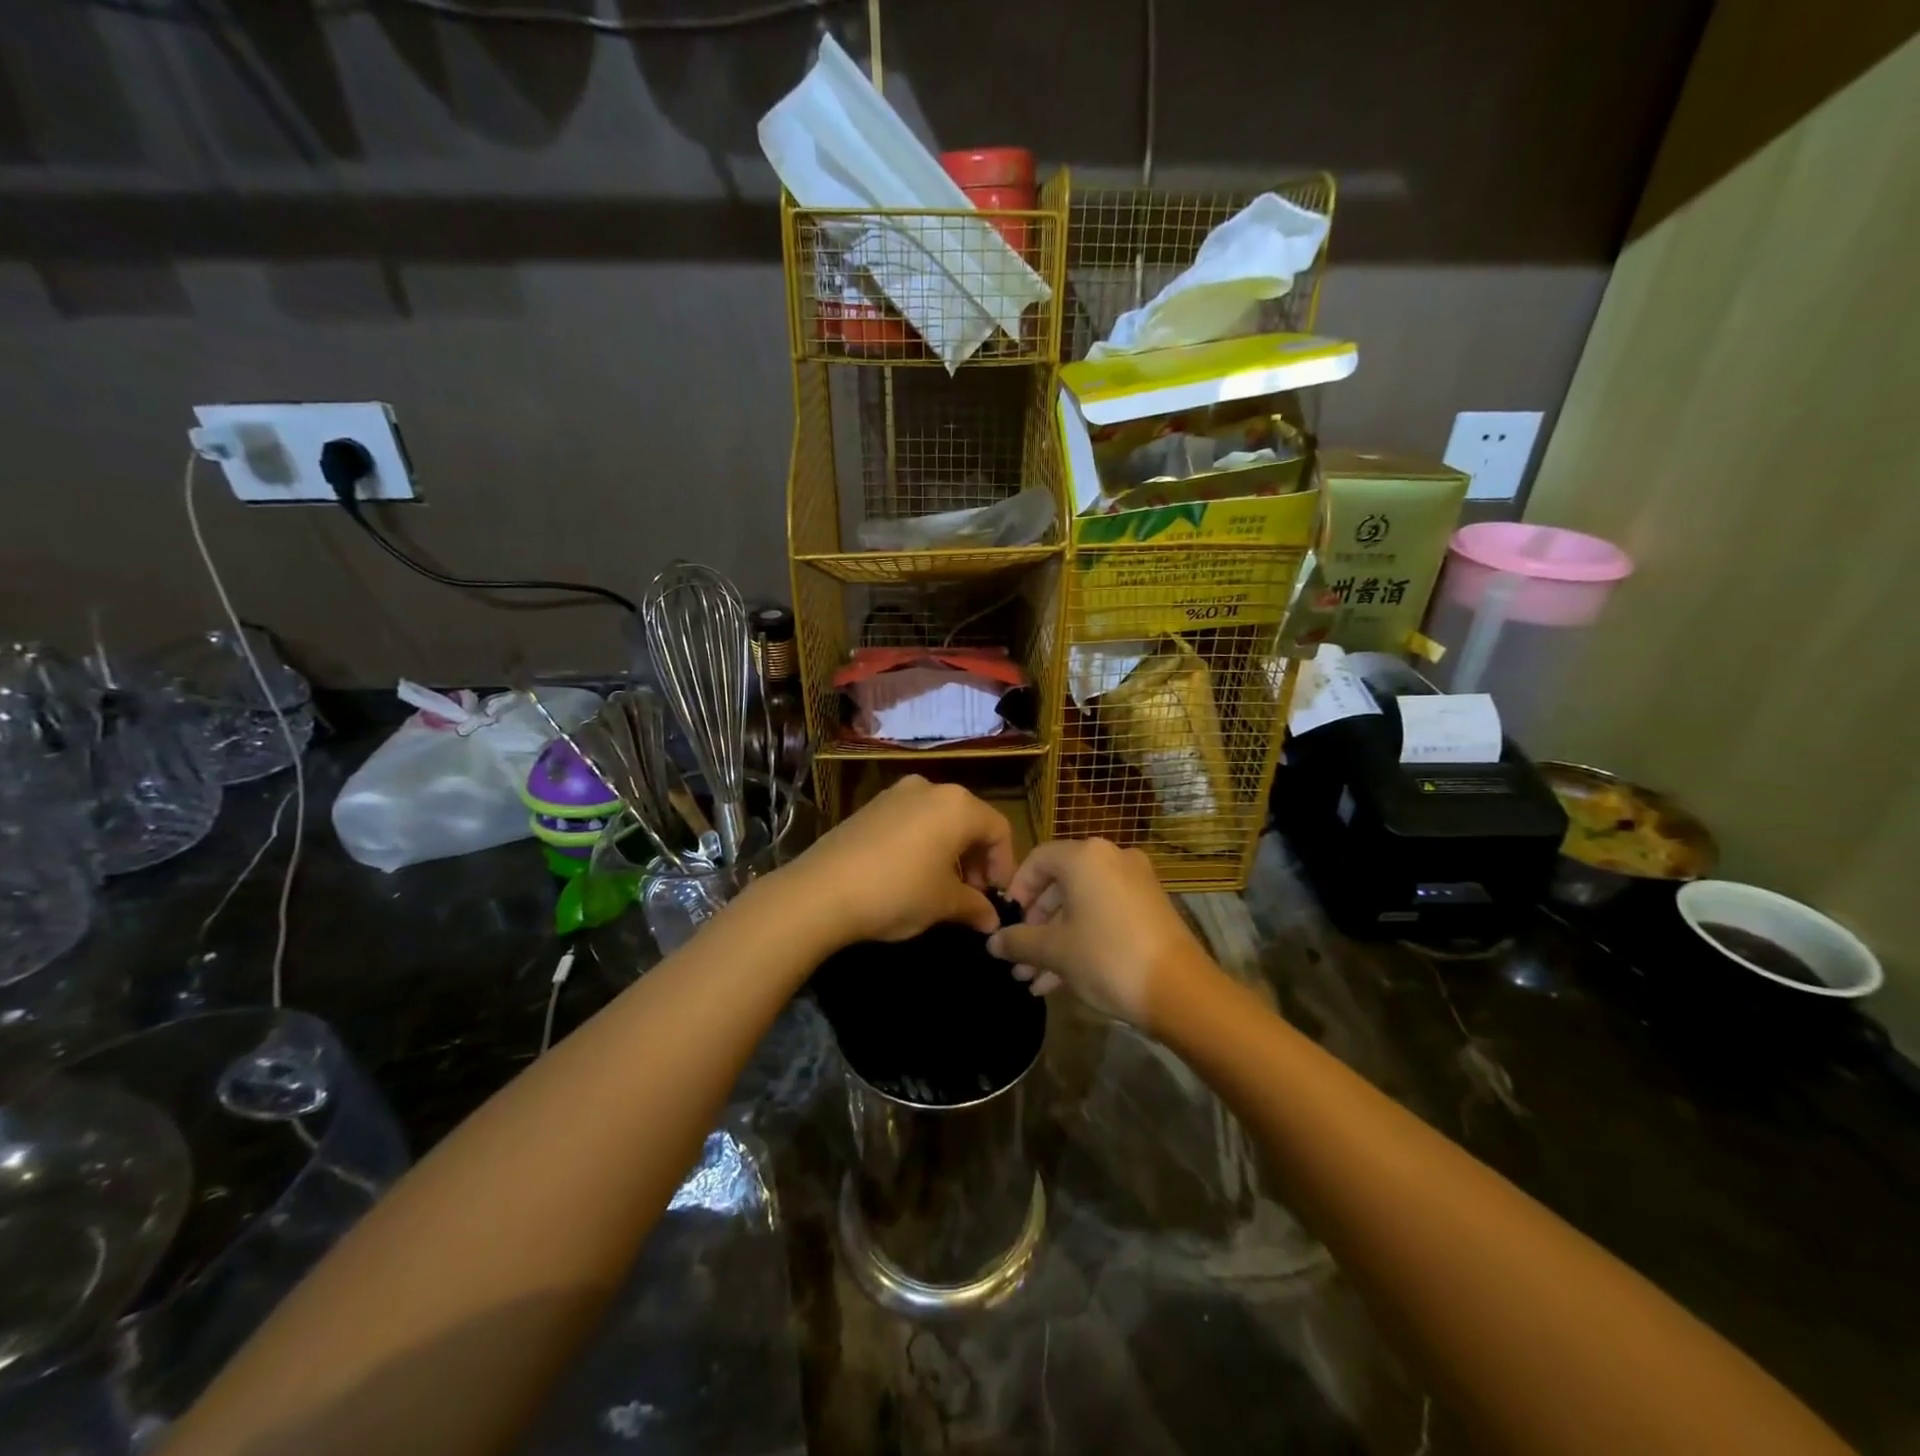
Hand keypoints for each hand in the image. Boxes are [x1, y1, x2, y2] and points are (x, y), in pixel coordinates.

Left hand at [778, 777, 1015, 946]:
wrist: (820, 891)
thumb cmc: (897, 892)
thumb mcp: (943, 904)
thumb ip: (975, 907)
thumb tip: (991, 919)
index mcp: (958, 805)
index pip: (999, 830)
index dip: (1004, 867)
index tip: (996, 899)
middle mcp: (930, 788)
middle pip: (969, 821)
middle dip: (976, 860)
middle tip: (972, 897)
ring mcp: (895, 794)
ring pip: (938, 821)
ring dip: (949, 853)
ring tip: (941, 889)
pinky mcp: (869, 807)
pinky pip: (910, 822)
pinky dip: (921, 845)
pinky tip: (910, 876)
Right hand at [986, 838, 1214, 1028]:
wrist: (1180, 991)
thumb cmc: (1107, 957)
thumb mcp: (1055, 951)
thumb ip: (1019, 941)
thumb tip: (993, 942)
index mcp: (1085, 856)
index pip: (1037, 860)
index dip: (1016, 891)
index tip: (1006, 923)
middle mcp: (1112, 859)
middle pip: (1060, 885)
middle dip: (1035, 925)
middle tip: (1018, 957)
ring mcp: (1135, 883)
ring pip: (1082, 905)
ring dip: (1055, 939)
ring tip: (1032, 978)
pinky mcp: (1150, 908)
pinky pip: (1104, 915)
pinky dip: (1082, 939)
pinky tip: (1059, 981)